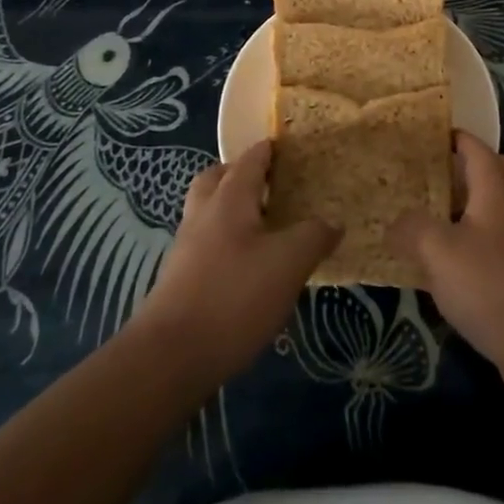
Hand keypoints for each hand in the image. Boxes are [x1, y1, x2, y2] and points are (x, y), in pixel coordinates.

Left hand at [134, 141, 340, 386]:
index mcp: (228, 199)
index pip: (250, 160)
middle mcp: (203, 214)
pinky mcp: (180, 280)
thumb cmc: (234, 296)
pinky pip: (206, 243)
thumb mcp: (289, 263)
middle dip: (240, 174)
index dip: (268, 150)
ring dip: (231, 209)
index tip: (288, 146)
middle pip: (216, 179)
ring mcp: (187, 248)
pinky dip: (225, 241)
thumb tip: (333, 222)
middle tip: (270, 184)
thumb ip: (314, 236)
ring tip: (263, 226)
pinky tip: (247, 266)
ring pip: (208, 212)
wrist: (171, 356)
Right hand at [388, 133, 503, 400]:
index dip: (458, 139)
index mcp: (499, 192)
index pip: (480, 151)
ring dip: (488, 208)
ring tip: (450, 221)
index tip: (436, 136)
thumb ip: (412, 229)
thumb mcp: (438, 252)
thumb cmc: (490, 285)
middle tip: (457, 178)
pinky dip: (490, 244)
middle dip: (490, 167)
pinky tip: (460, 266)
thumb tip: (395, 223)